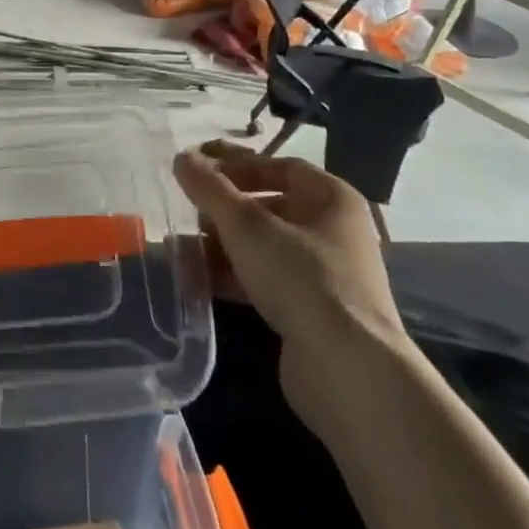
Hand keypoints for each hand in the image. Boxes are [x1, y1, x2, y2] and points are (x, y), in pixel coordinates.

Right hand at [173, 140, 409, 429]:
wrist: (347, 370)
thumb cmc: (301, 278)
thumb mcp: (247, 225)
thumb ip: (211, 188)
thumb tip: (182, 158)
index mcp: (332, 199)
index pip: (279, 166)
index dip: (236, 163)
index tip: (196, 165)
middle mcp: (334, 231)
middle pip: (270, 205)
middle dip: (225, 206)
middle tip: (188, 208)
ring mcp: (325, 274)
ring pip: (265, 245)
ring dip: (224, 243)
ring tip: (184, 247)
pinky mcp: (311, 311)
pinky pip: (266, 279)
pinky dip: (234, 274)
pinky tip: (200, 279)